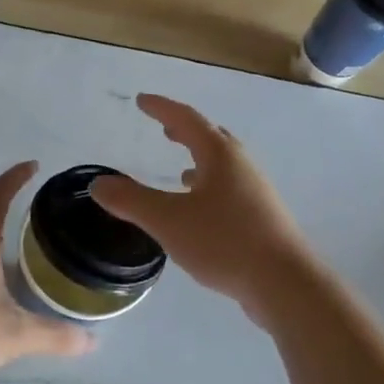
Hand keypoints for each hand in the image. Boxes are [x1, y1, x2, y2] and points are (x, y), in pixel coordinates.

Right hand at [90, 94, 323, 325]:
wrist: (285, 283)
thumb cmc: (225, 241)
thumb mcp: (168, 220)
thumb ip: (131, 201)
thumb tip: (99, 183)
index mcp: (220, 155)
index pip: (187, 119)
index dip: (162, 108)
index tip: (141, 101)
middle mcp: (241, 166)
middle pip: (211, 138)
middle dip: (185, 131)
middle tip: (165, 128)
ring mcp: (256, 192)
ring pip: (223, 166)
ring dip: (200, 160)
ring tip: (180, 170)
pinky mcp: (262, 218)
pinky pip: (230, 190)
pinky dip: (210, 188)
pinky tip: (201, 212)